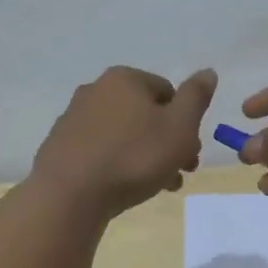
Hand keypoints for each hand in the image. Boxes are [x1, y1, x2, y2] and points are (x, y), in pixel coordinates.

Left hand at [31, 66, 216, 218]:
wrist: (70, 195)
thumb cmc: (134, 157)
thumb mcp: (179, 127)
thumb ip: (196, 97)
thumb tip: (207, 72)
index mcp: (125, 79)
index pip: (168, 92)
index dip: (186, 122)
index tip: (191, 152)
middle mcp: (95, 90)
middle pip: (144, 114)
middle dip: (166, 142)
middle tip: (179, 173)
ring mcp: (73, 118)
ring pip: (123, 134)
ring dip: (145, 156)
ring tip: (156, 186)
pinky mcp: (60, 146)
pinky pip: (100, 150)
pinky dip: (117, 164)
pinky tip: (123, 187)